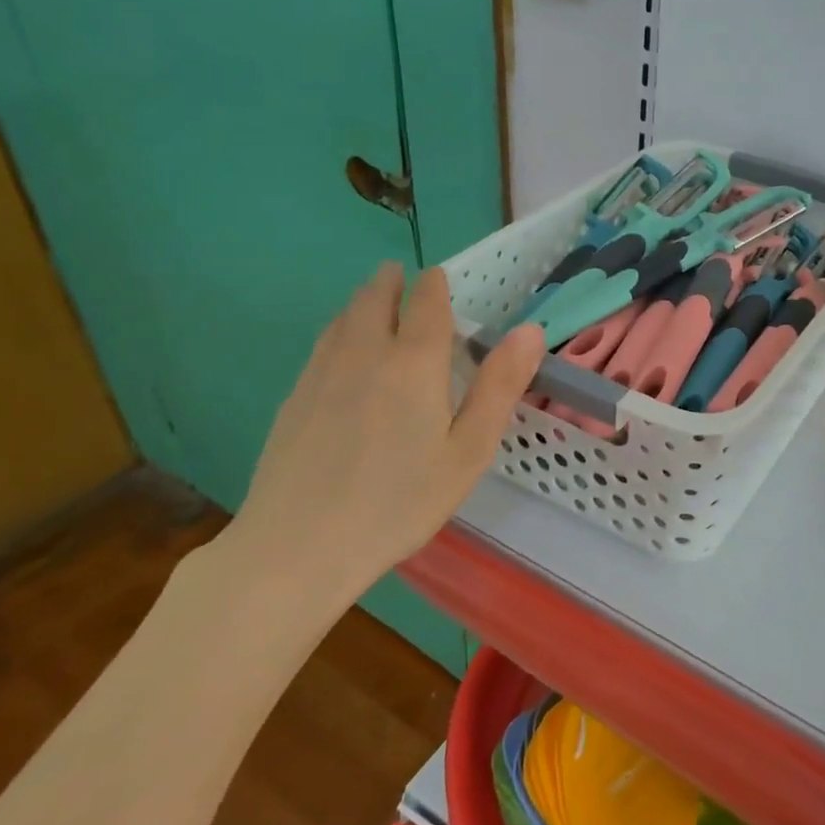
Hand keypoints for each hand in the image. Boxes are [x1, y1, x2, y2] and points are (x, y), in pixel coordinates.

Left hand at [224, 263, 544, 623]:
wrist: (298, 546)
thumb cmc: (400, 502)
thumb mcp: (468, 450)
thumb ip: (499, 386)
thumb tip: (529, 331)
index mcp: (414, 362)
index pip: (426, 302)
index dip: (436, 284)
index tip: (441, 278)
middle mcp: (364, 353)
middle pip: (376, 297)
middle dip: (393, 282)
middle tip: (404, 278)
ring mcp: (321, 373)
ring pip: (344, 317)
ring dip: (364, 300)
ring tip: (376, 299)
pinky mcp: (294, 398)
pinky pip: (323, 344)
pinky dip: (340, 329)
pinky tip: (343, 350)